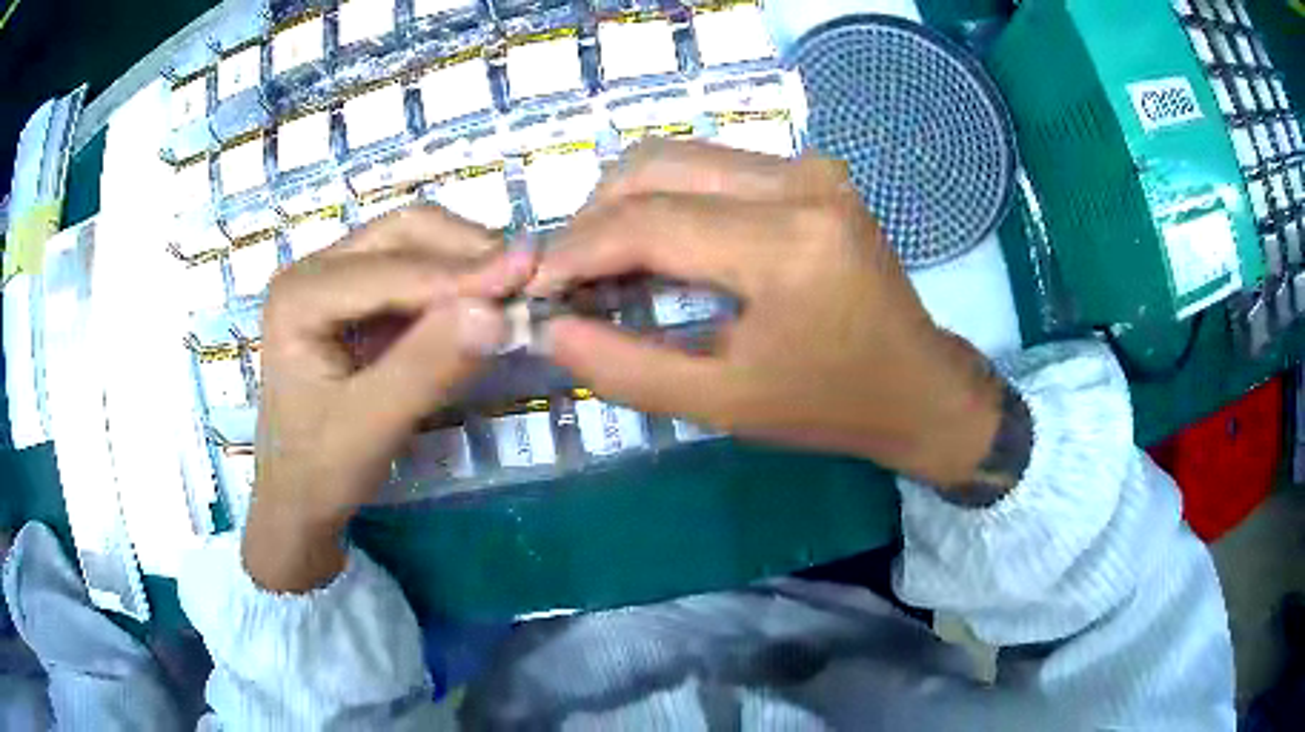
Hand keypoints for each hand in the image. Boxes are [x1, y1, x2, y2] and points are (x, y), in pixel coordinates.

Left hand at [243, 208, 532, 591]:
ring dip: (467, 263)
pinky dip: (456, 284)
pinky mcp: (357, 296)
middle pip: (404, 232)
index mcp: (299, 295)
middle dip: (468, 252)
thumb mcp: (372, 427)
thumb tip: (498, 313)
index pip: (392, 269)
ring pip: (414, 243)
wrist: (300, 497)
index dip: (463, 273)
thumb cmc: (321, 470)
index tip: (532, 280)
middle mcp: (314, 269)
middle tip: (528, 282)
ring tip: (514, 293)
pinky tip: (484, 305)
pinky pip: (416, 271)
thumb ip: (427, 369)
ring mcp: (336, 278)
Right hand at [529, 140, 1002, 488]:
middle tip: (570, 273)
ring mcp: (812, 167)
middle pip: (656, 166)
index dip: (577, 250)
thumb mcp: (723, 404)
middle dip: (593, 216)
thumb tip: (550, 329)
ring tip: (605, 260)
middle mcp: (801, 182)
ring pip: (680, 157)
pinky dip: (668, 197)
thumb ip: (628, 368)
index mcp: (787, 246)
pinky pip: (714, 166)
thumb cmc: (829, 404)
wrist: (918, 384)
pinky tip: (659, 243)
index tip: (537, 284)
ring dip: (626, 202)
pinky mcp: (814, 170)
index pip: (649, 222)